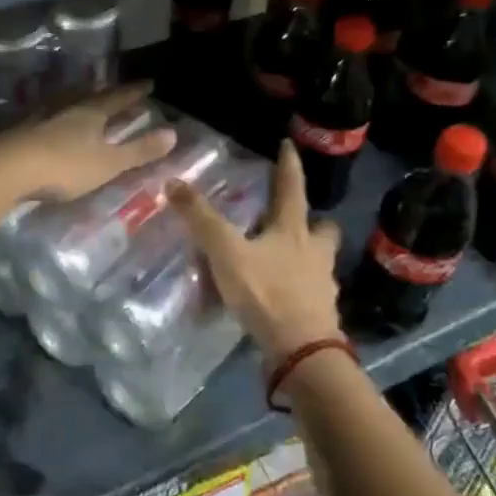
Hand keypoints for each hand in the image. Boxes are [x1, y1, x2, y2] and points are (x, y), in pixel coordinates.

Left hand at [0, 85, 176, 202]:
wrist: (5, 168)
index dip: (133, 93)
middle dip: (105, 92)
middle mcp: (66, 108)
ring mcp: (39, 117)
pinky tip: (50, 121)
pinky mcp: (19, 130)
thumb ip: (138, 151)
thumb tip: (174, 133)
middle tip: (115, 88)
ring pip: (64, 102)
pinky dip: (55, 115)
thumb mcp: (107, 163)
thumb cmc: (63, 166)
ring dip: (78, 100)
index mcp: (90, 113)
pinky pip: (45, 115)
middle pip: (89, 95)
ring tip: (84, 98)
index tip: (148, 83)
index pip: (117, 98)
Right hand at [170, 141, 344, 371]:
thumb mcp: (226, 251)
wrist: (301, 350)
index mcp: (294, 231)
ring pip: (319, 262)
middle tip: (296, 220)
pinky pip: (310, 293)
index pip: (292, 189)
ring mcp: (321, 285)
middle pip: (322, 229)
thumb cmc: (267, 292)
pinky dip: (297, 290)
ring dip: (306, 257)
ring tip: (282, 261)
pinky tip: (278, 298)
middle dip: (313, 221)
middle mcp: (314, 253)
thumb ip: (201, 219)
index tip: (288, 145)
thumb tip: (173, 181)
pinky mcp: (319, 314)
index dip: (289, 166)